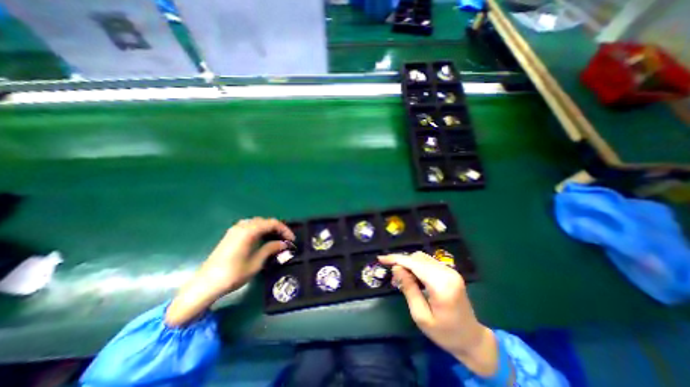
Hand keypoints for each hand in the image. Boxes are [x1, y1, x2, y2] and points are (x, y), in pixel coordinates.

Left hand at [169, 217, 296, 325]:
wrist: (204, 285)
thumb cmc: (232, 274)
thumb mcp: (256, 262)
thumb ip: (271, 249)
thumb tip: (284, 244)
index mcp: (249, 231)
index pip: (272, 223)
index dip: (284, 230)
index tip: (292, 240)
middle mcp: (242, 226)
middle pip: (265, 221)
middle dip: (278, 228)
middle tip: (285, 240)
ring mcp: (235, 230)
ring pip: (257, 223)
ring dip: (269, 228)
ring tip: (276, 239)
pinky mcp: (231, 235)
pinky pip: (250, 226)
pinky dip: (260, 230)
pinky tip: (262, 239)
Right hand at [380, 252, 499, 375]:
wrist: (472, 339)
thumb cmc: (445, 333)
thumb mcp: (421, 316)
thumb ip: (408, 289)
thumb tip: (396, 268)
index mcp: (441, 284)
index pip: (414, 263)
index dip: (396, 259)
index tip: (381, 259)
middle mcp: (447, 272)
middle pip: (417, 257)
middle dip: (402, 263)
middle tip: (395, 280)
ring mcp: (450, 271)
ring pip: (422, 258)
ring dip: (409, 265)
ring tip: (403, 281)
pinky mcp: (450, 272)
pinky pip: (428, 263)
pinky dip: (417, 267)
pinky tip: (414, 279)